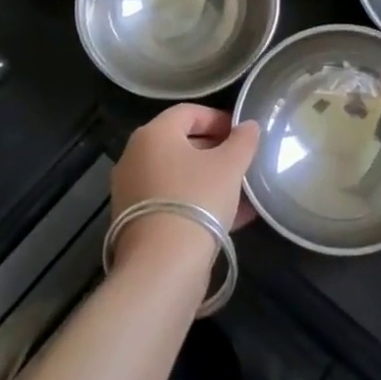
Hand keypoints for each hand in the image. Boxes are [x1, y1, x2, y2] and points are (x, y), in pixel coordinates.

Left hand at [111, 105, 260, 262]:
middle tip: (243, 162)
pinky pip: (172, 202)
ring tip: (242, 192)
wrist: (162, 266)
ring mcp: (132, 192)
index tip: (243, 134)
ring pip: (178, 176)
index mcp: (154, 134)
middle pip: (181, 144)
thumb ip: (243, 140)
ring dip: (209, 180)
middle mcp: (135, 158)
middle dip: (216, 151)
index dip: (219, 118)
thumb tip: (249, 127)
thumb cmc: (197, 199)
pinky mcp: (135, 223)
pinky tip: (230, 218)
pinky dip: (197, 203)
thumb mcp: (230, 165)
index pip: (189, 112)